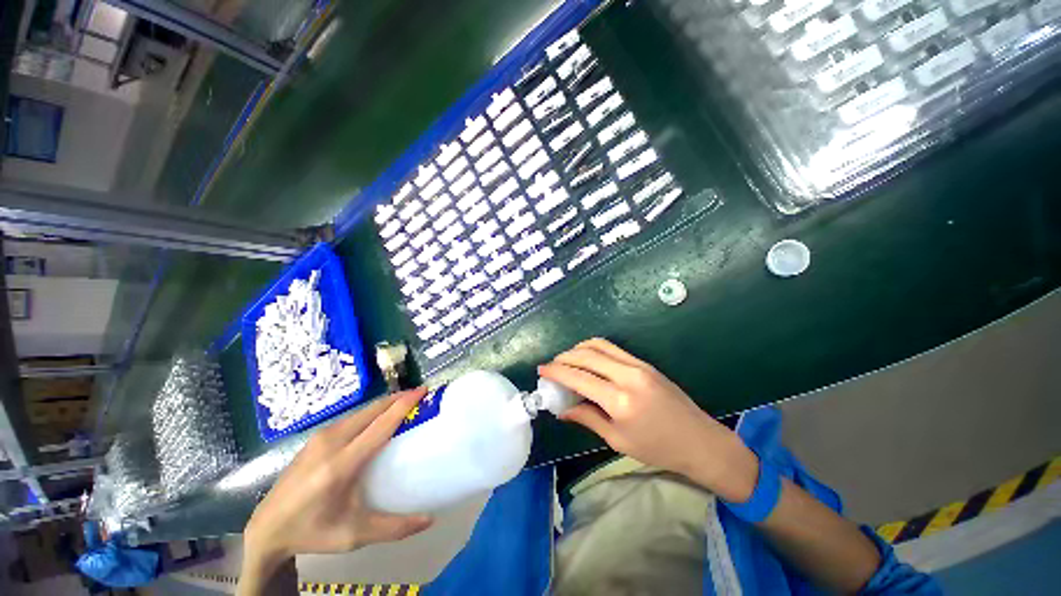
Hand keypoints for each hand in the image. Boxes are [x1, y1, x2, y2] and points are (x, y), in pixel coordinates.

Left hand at [241, 389, 433, 581]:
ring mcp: (320, 437)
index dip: (404, 404)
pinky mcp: (315, 438)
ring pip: (361, 411)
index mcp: (341, 464)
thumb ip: (395, 528)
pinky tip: (377, 418)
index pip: (381, 424)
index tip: (423, 391)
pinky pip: (351, 417)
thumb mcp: (354, 536)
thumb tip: (430, 520)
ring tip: (403, 403)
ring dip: (385, 403)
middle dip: (398, 398)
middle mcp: (331, 442)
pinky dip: (371, 412)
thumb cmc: (313, 532)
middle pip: (372, 410)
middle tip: (419, 395)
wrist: (266, 529)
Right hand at [539, 338, 758, 502]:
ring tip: (566, 359)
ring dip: (578, 348)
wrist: (699, 440)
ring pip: (599, 345)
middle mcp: (628, 376)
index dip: (557, 372)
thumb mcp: (617, 440)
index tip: (542, 370)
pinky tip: (587, 357)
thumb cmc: (657, 449)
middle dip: (564, 357)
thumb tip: (562, 409)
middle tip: (551, 364)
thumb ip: (587, 418)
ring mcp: (638, 365)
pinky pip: (613, 348)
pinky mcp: (644, 362)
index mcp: (620, 401)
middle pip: (587, 355)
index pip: (579, 378)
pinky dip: (595, 348)